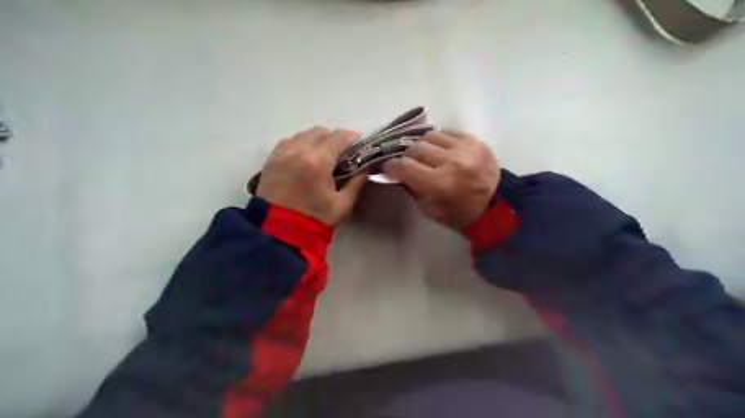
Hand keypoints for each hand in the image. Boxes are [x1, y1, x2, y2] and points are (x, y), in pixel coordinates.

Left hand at [258, 126, 367, 226]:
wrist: (279, 232)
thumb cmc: (315, 219)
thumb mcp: (343, 205)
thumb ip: (356, 183)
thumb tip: (365, 168)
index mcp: (318, 161)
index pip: (339, 137)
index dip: (352, 137)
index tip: (358, 143)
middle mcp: (299, 151)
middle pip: (320, 131)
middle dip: (334, 139)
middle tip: (340, 153)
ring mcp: (282, 153)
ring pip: (303, 134)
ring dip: (316, 140)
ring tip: (321, 156)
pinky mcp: (270, 159)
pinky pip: (288, 142)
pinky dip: (299, 145)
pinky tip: (303, 158)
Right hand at [384, 131, 499, 229]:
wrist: (494, 207)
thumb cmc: (456, 213)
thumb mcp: (428, 208)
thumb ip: (410, 186)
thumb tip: (396, 170)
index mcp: (438, 184)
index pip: (404, 166)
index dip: (392, 166)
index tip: (390, 167)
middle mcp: (451, 162)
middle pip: (415, 148)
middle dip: (408, 157)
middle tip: (410, 163)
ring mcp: (465, 149)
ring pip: (430, 136)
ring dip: (424, 146)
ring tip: (427, 155)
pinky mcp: (475, 141)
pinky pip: (448, 132)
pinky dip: (440, 141)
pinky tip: (442, 150)